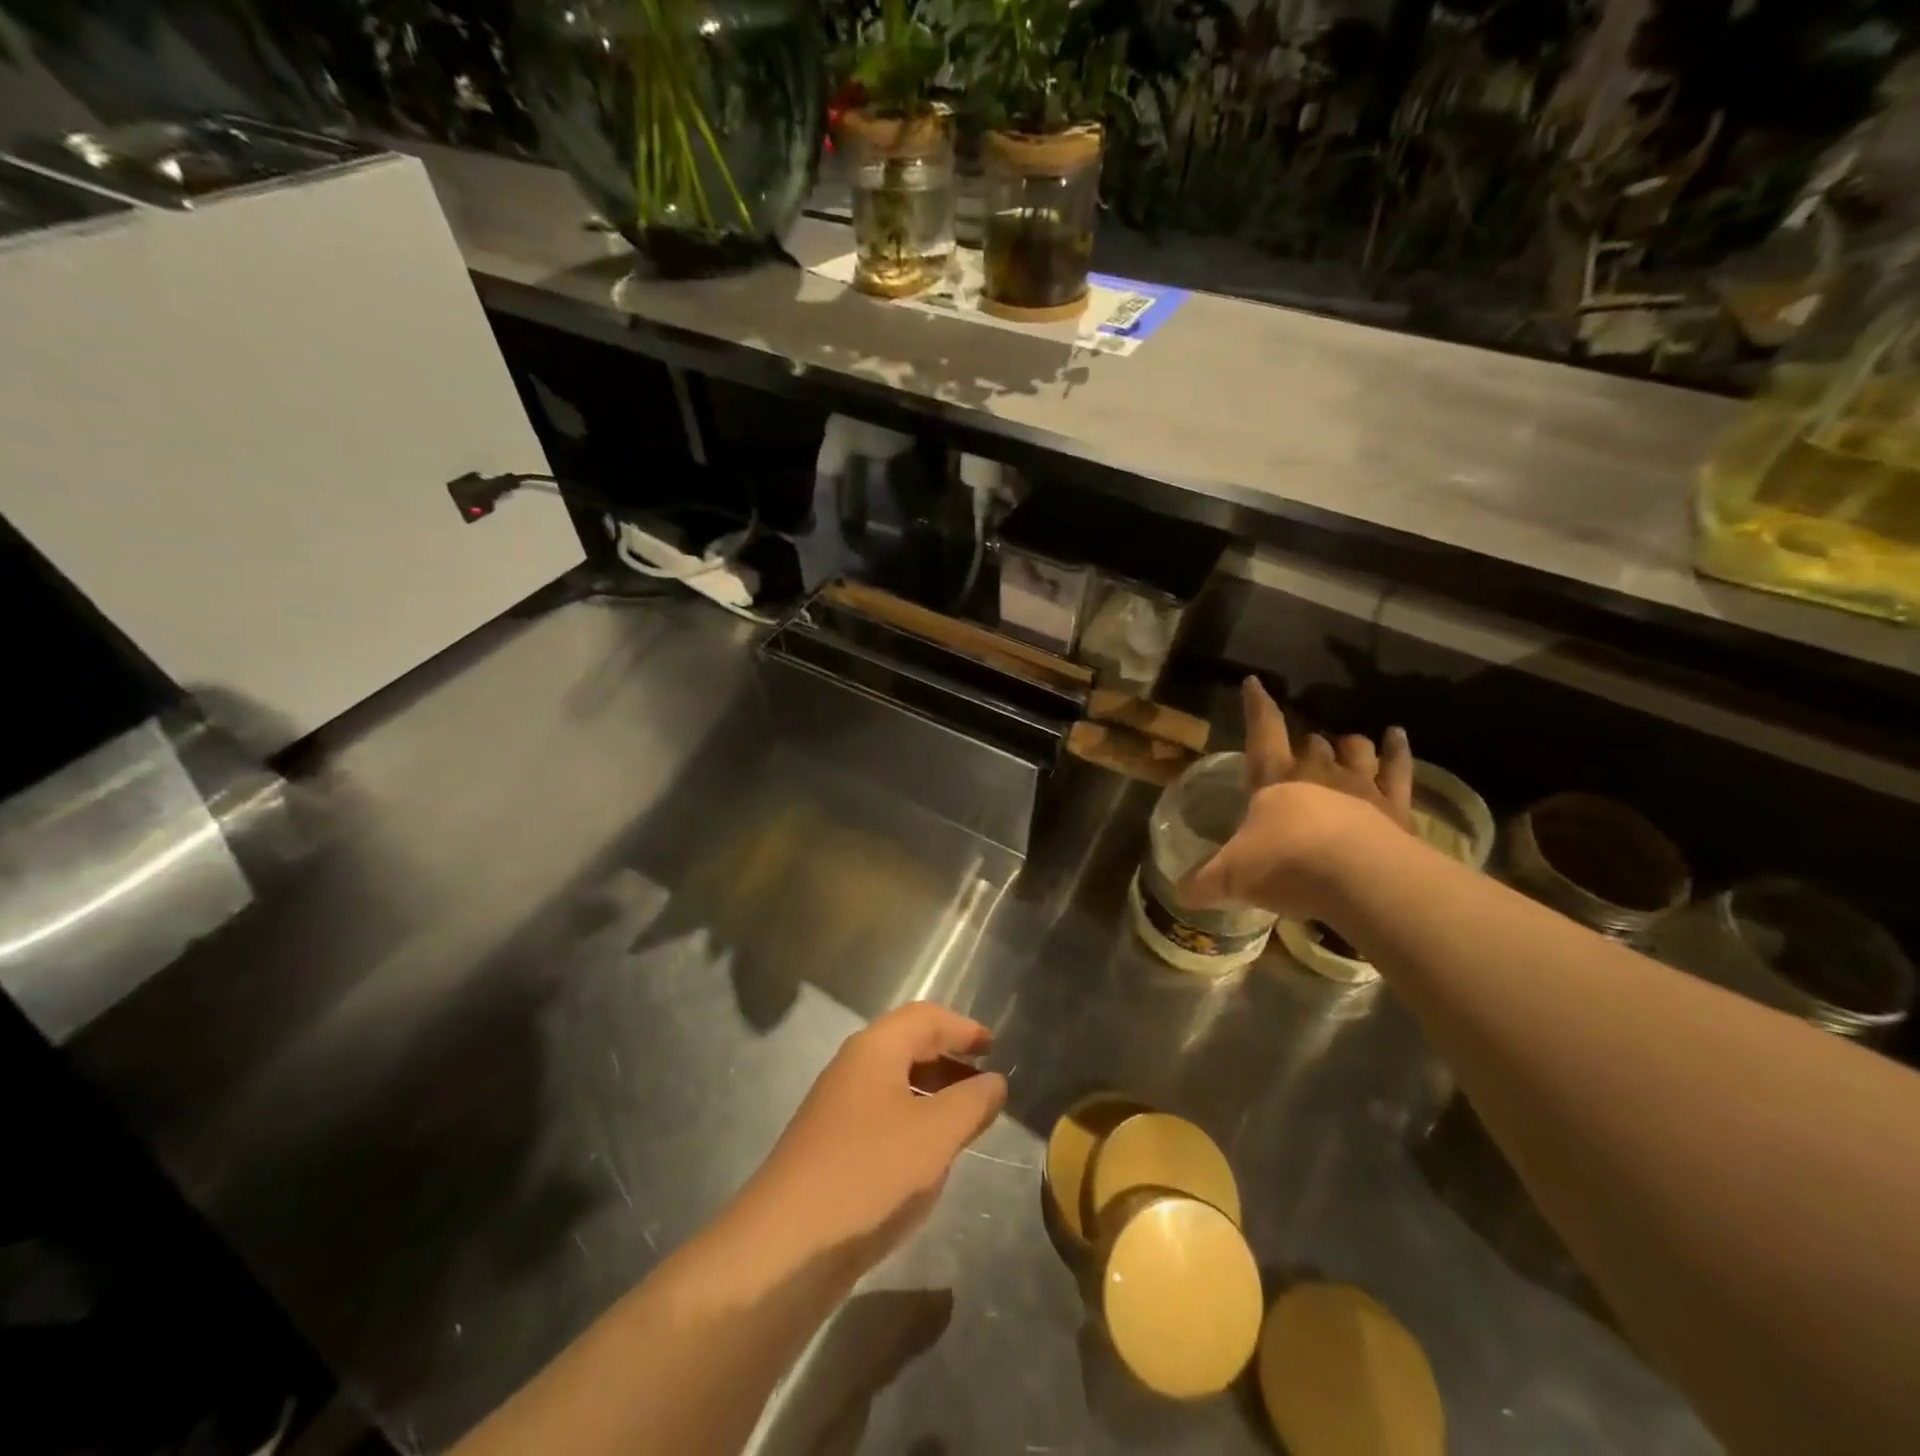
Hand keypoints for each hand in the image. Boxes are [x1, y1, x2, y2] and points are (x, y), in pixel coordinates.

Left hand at [738, 1003, 1006, 1279]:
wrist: (785, 1247)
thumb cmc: (869, 1173)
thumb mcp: (935, 1135)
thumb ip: (972, 1102)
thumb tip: (994, 1081)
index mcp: (875, 1049)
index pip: (925, 1017)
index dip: (962, 1028)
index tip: (995, 1048)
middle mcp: (852, 1067)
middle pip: (907, 1045)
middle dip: (949, 1058)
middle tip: (985, 1083)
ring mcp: (836, 1108)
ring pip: (894, 1083)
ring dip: (932, 1092)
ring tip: (965, 1121)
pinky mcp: (829, 1147)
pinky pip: (881, 1116)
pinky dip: (912, 1121)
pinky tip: (927, 1157)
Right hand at [1178, 678, 1412, 917]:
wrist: (1358, 879)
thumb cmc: (1286, 865)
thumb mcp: (1232, 877)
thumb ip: (1204, 881)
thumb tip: (1179, 893)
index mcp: (1274, 780)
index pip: (1263, 733)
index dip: (1257, 707)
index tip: (1253, 682)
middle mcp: (1317, 773)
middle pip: (1312, 743)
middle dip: (1305, 745)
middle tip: (1300, 753)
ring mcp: (1360, 786)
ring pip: (1355, 748)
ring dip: (1348, 745)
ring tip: (1345, 746)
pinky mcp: (1395, 805)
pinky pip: (1398, 767)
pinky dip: (1397, 749)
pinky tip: (1396, 736)